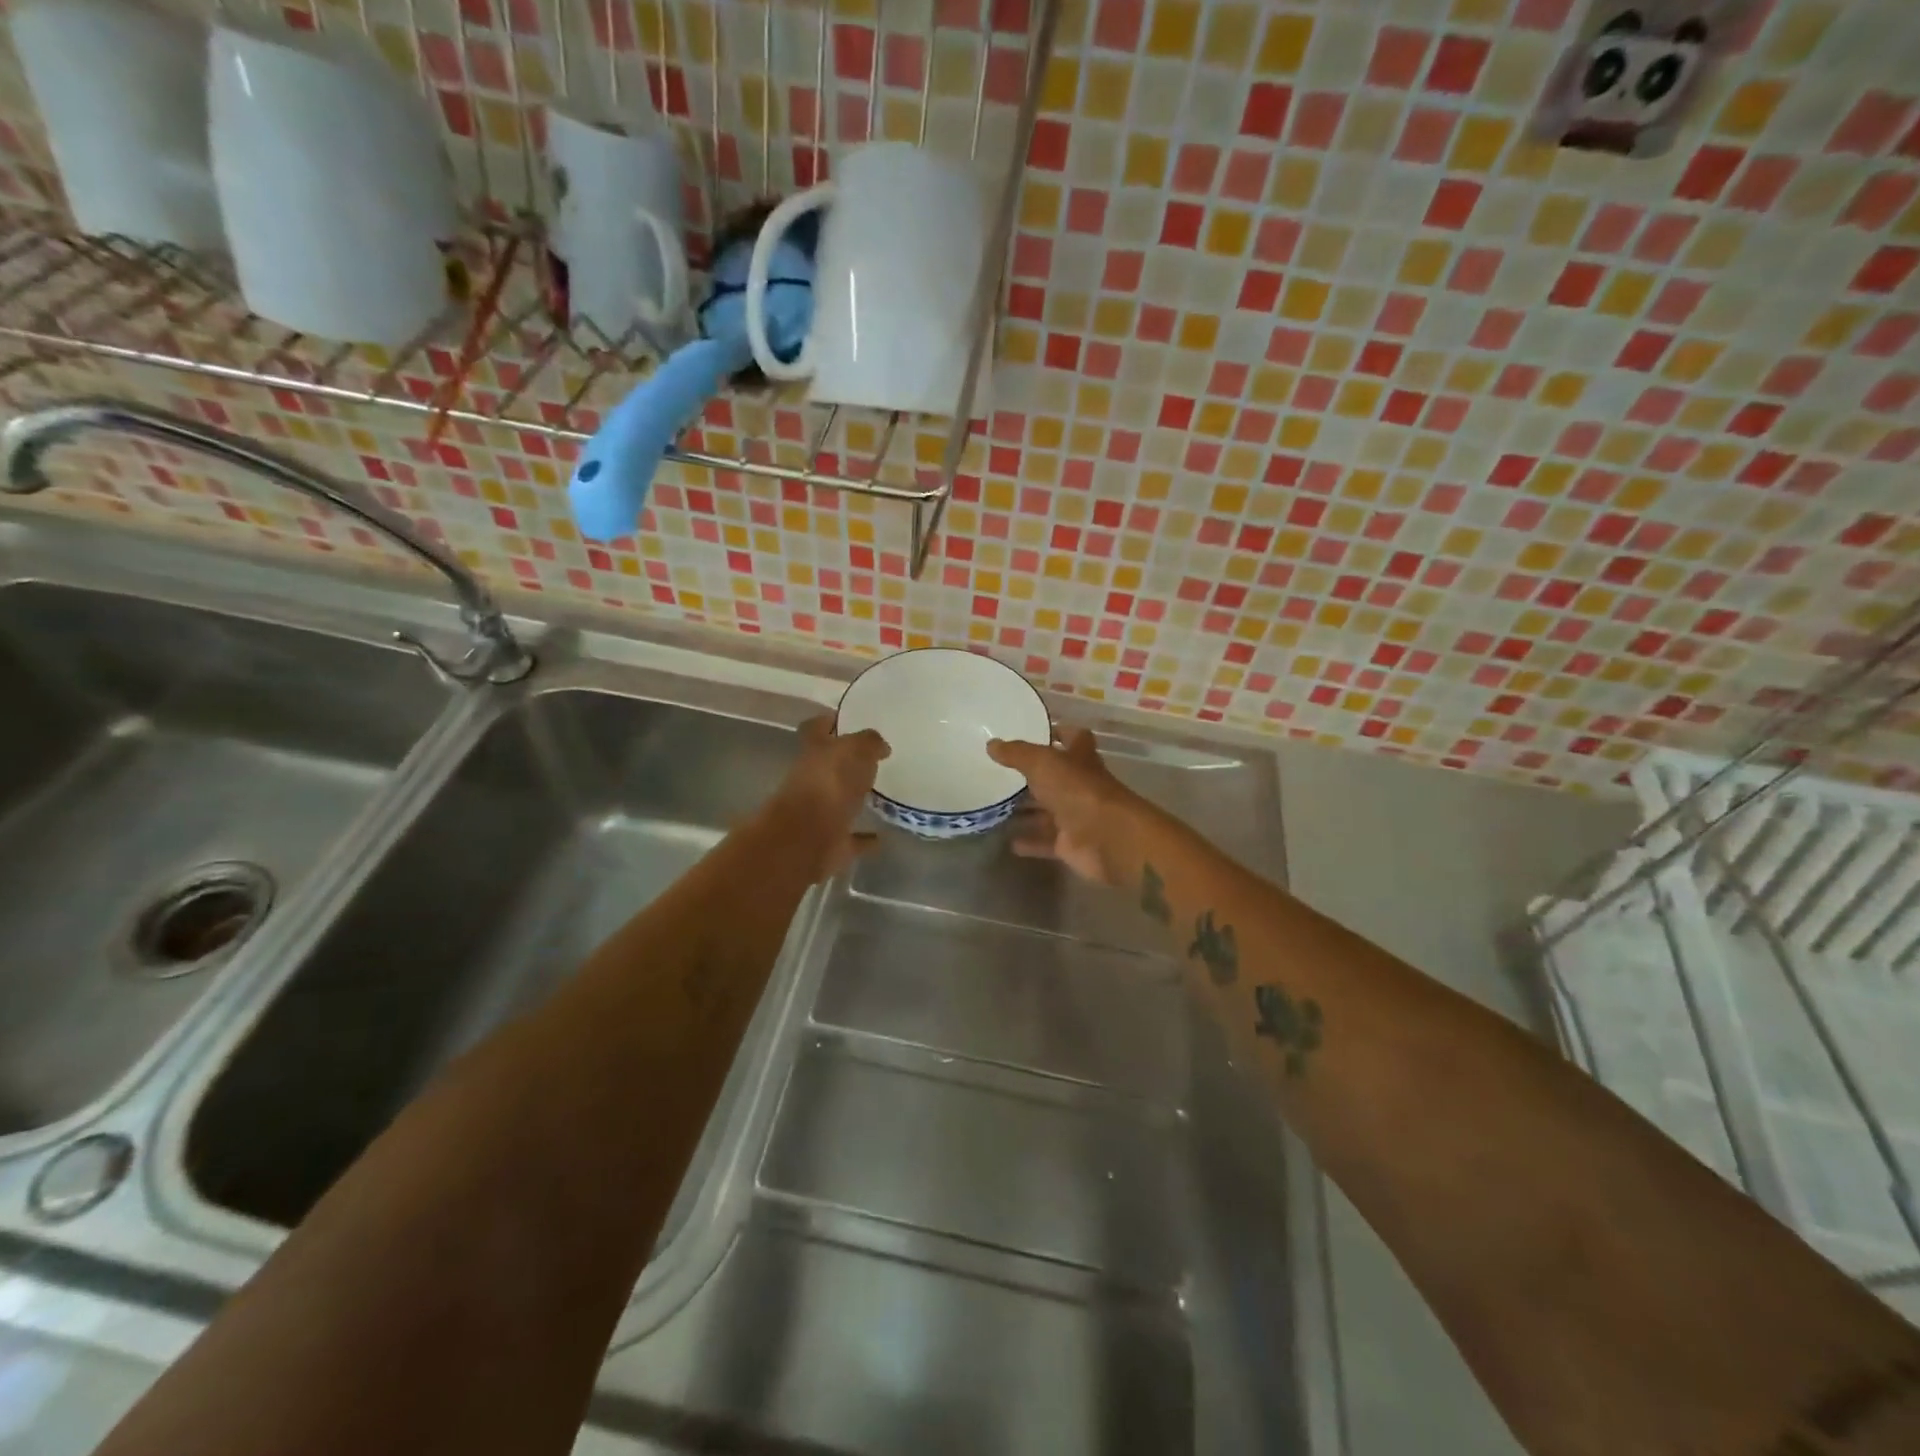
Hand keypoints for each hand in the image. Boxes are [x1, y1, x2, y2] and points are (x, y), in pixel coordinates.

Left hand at [768, 715, 890, 879]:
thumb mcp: (856, 749)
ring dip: (854, 799)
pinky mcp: (829, 842)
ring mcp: (818, 813)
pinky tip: (881, 836)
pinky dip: (863, 837)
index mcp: (814, 751)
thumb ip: (869, 743)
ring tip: (880, 794)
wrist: (808, 837)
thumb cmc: (830, 782)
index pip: (816, 728)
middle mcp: (811, 780)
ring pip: (837, 802)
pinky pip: (850, 838)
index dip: (828, 722)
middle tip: (874, 759)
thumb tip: (880, 747)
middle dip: (846, 763)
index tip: (846, 719)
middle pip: (827, 766)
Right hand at [985, 728, 1139, 885]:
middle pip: (1055, 777)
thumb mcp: (1042, 763)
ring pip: (1047, 811)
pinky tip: (1008, 841)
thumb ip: (1017, 753)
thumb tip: (991, 744)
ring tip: (996, 807)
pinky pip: (1045, 841)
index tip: (1035, 732)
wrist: (1107, 838)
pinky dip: (1030, 842)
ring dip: (1026, 811)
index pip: (1074, 738)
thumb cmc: (1078, 790)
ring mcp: (1076, 816)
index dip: (1059, 733)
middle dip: (1032, 776)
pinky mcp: (1070, 844)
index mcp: (1080, 759)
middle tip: (1000, 774)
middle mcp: (1080, 785)